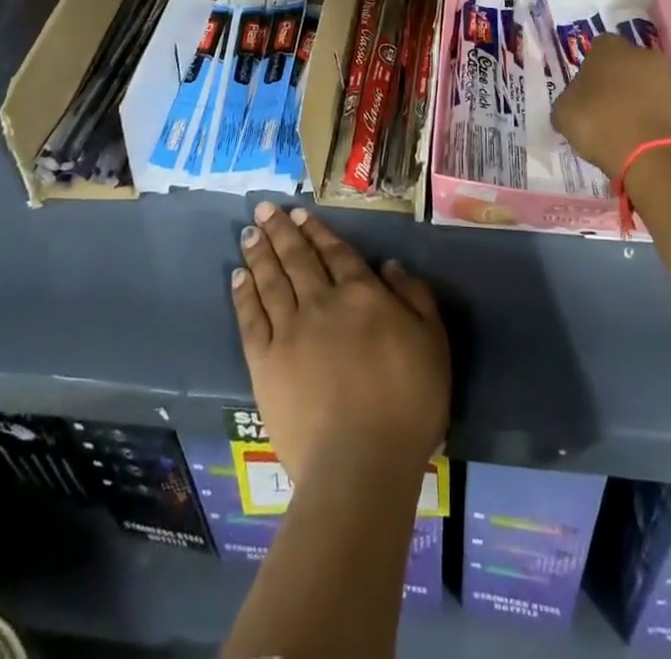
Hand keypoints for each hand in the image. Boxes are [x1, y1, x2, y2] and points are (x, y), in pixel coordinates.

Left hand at [231, 203, 449, 486]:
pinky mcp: (266, 364)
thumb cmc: (408, 403)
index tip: (299, 213)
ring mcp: (290, 331)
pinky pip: (251, 319)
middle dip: (281, 231)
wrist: (361, 462)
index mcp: (362, 295)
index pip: (336, 253)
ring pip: (271, 281)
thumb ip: (414, 297)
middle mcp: (322, 302)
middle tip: (264, 208)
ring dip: (260, 253)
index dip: (317, 231)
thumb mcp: (433, 342)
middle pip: (298, 258)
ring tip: (249, 232)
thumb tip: (390, 264)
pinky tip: (237, 277)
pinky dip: (243, 295)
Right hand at [552, 34, 670, 176]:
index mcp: (610, 50)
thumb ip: (568, 101)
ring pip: (652, 86)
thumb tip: (573, 104)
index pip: (598, 48)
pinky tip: (650, 141)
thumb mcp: (564, 115)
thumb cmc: (602, 126)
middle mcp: (644, 55)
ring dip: (642, 101)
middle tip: (608, 110)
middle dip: (620, 82)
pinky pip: (670, 109)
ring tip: (630, 131)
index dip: (591, 69)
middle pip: (628, 64)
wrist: (657, 156)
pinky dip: (661, 120)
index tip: (586, 92)